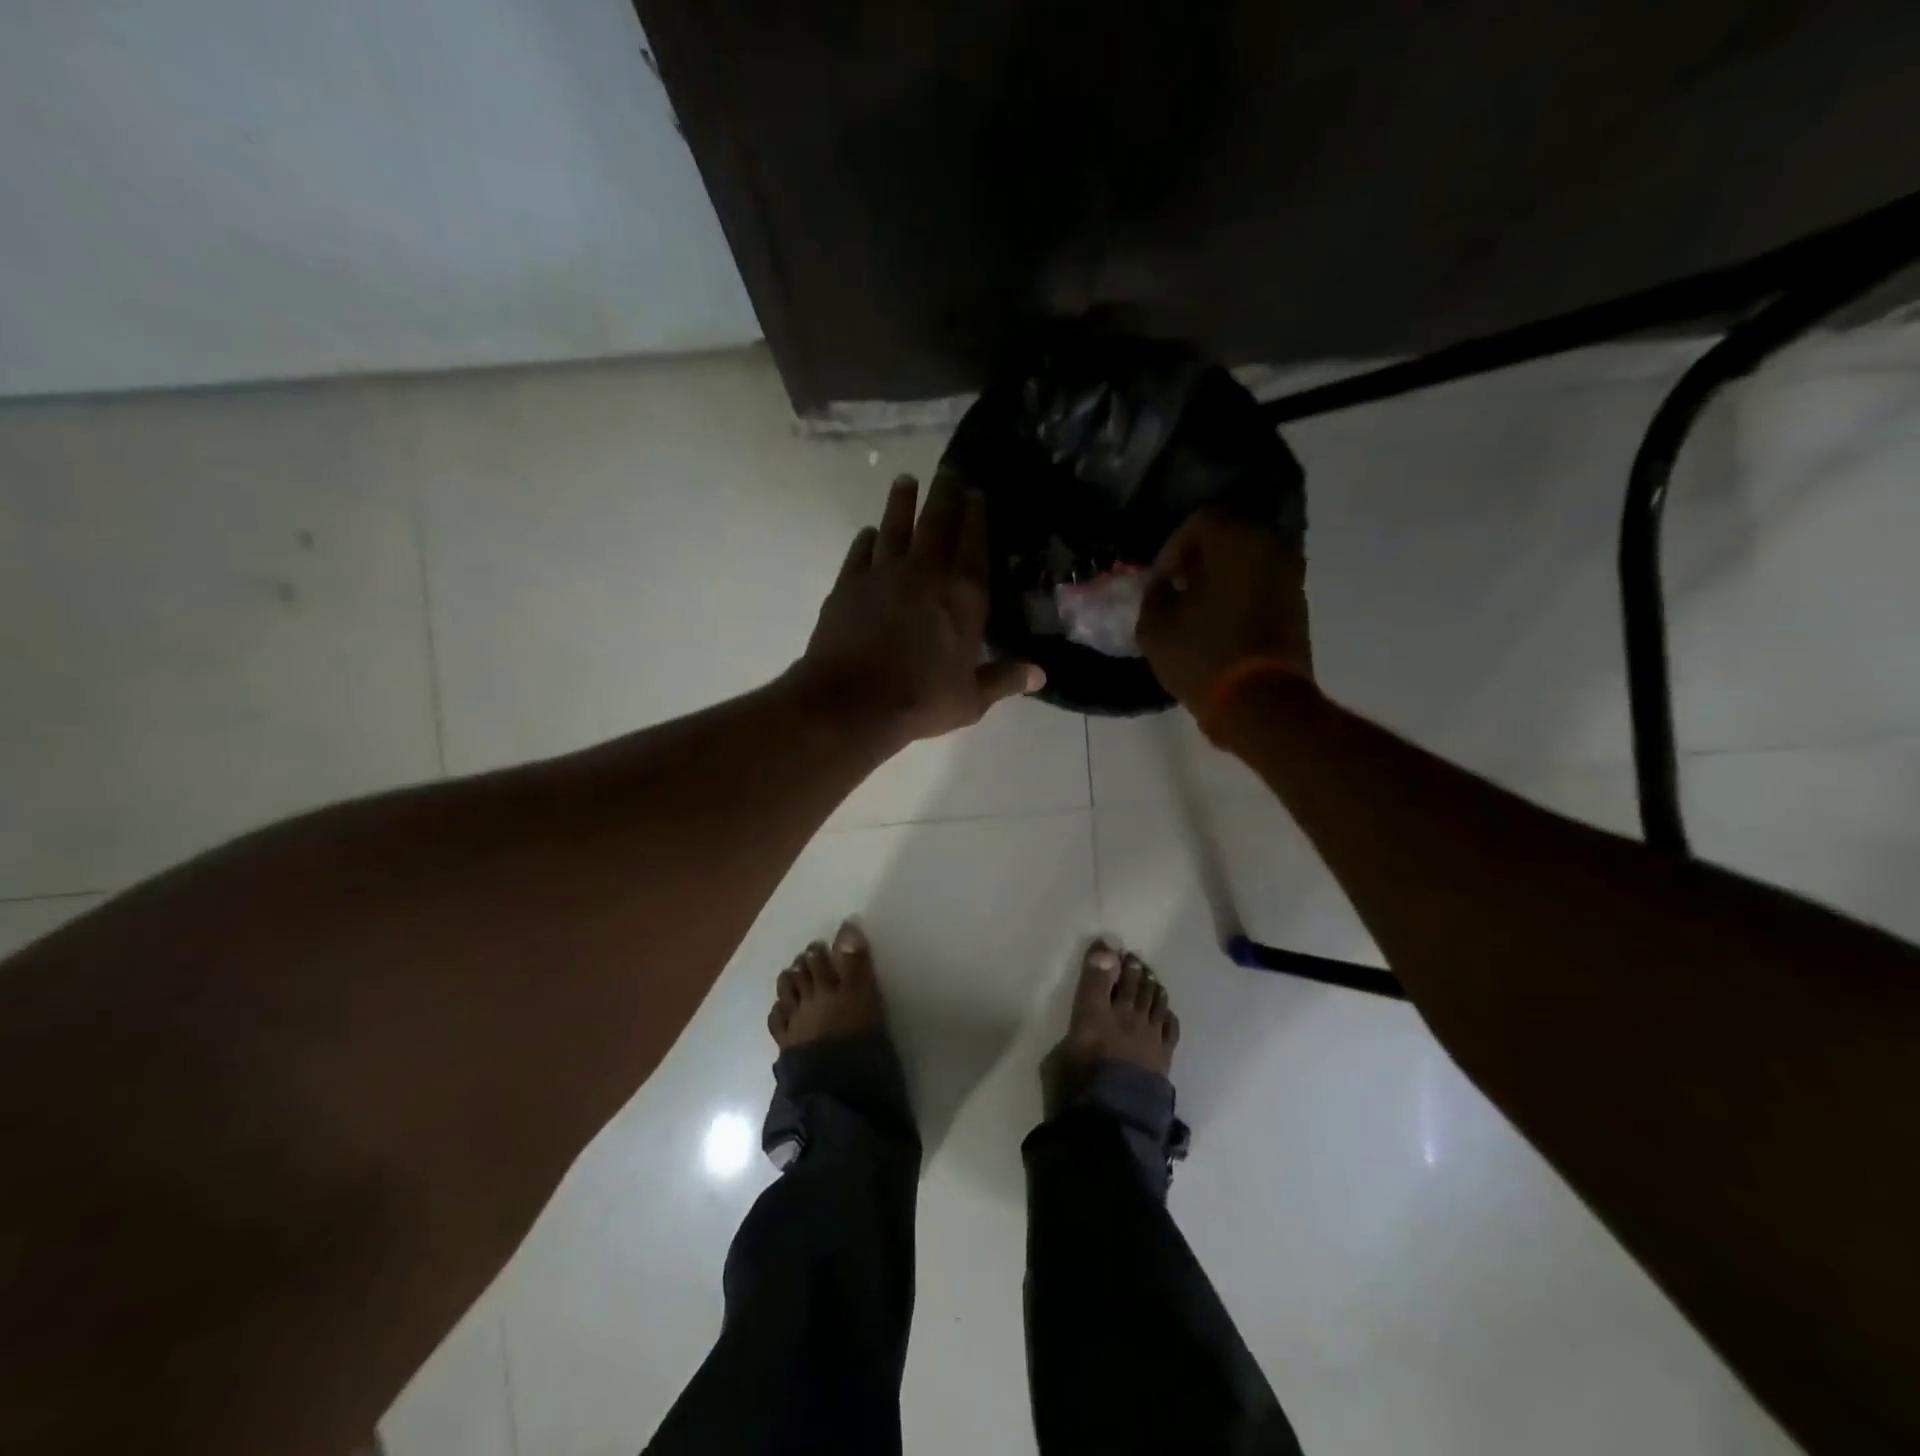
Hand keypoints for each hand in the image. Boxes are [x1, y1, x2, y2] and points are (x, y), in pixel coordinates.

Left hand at [794, 471, 1042, 746]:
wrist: (852, 703)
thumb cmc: (920, 701)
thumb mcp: (971, 700)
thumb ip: (1004, 680)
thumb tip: (1041, 675)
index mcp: (963, 596)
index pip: (974, 543)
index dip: (977, 515)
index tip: (978, 492)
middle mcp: (926, 573)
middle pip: (937, 522)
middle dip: (945, 494)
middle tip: (949, 472)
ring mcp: (883, 574)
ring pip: (895, 526)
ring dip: (902, 502)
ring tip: (906, 481)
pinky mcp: (849, 584)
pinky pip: (860, 551)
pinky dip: (867, 539)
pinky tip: (869, 532)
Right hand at [1136, 507, 1313, 708]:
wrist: (1261, 702)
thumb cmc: (1202, 655)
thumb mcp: (1155, 626)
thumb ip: (1154, 594)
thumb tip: (1164, 586)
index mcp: (1235, 539)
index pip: (1200, 520)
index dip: (1172, 548)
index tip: (1160, 580)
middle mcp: (1270, 545)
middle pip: (1228, 535)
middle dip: (1198, 558)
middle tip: (1176, 587)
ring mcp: (1290, 574)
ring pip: (1247, 559)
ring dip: (1220, 576)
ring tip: (1195, 607)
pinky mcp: (1298, 602)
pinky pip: (1261, 582)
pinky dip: (1240, 592)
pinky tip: (1219, 621)